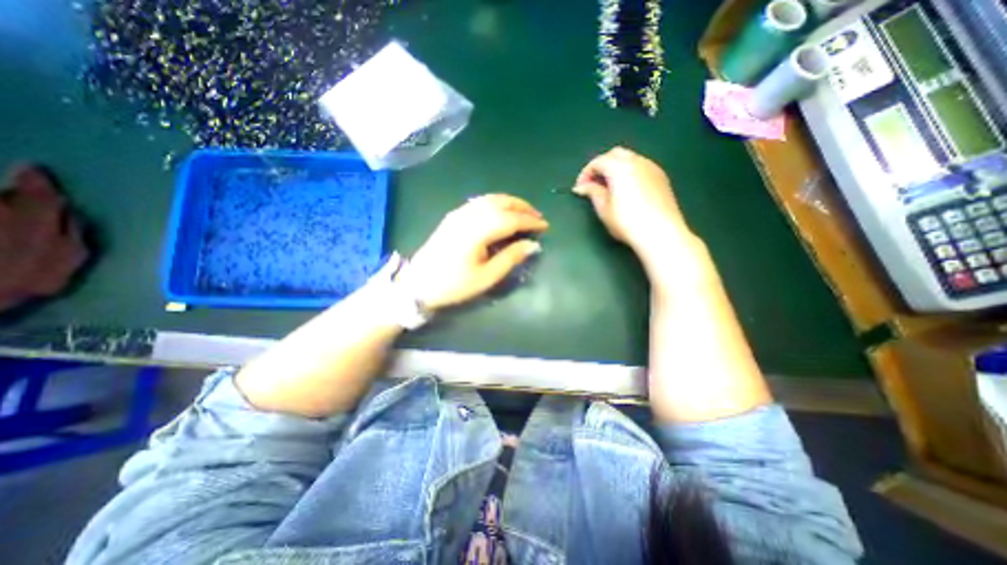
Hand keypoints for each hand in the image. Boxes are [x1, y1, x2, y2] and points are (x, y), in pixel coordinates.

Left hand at [395, 192, 548, 309]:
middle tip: (538, 217)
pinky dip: (495, 203)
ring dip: (510, 202)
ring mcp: (458, 214)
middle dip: (522, 207)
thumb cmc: (454, 285)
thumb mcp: (486, 277)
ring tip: (524, 212)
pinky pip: (479, 202)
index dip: (530, 221)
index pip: (510, 219)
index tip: (545, 226)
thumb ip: (511, 258)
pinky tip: (501, 211)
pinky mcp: (452, 217)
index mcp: (477, 231)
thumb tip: (533, 245)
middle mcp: (468, 216)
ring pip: (489, 199)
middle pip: (501, 203)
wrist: (418, 284)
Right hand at [570, 147, 697, 257]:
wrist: (660, 233)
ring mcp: (652, 167)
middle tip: (593, 184)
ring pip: (629, 158)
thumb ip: (592, 193)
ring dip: (616, 168)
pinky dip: (629, 172)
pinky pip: (641, 167)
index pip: (598, 161)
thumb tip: (582, 187)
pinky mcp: (661, 177)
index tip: (580, 188)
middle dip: (601, 166)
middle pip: (614, 154)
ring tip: (609, 188)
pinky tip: (627, 190)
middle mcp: (637, 161)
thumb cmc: (627, 222)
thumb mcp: (604, 209)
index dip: (585, 174)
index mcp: (619, 167)